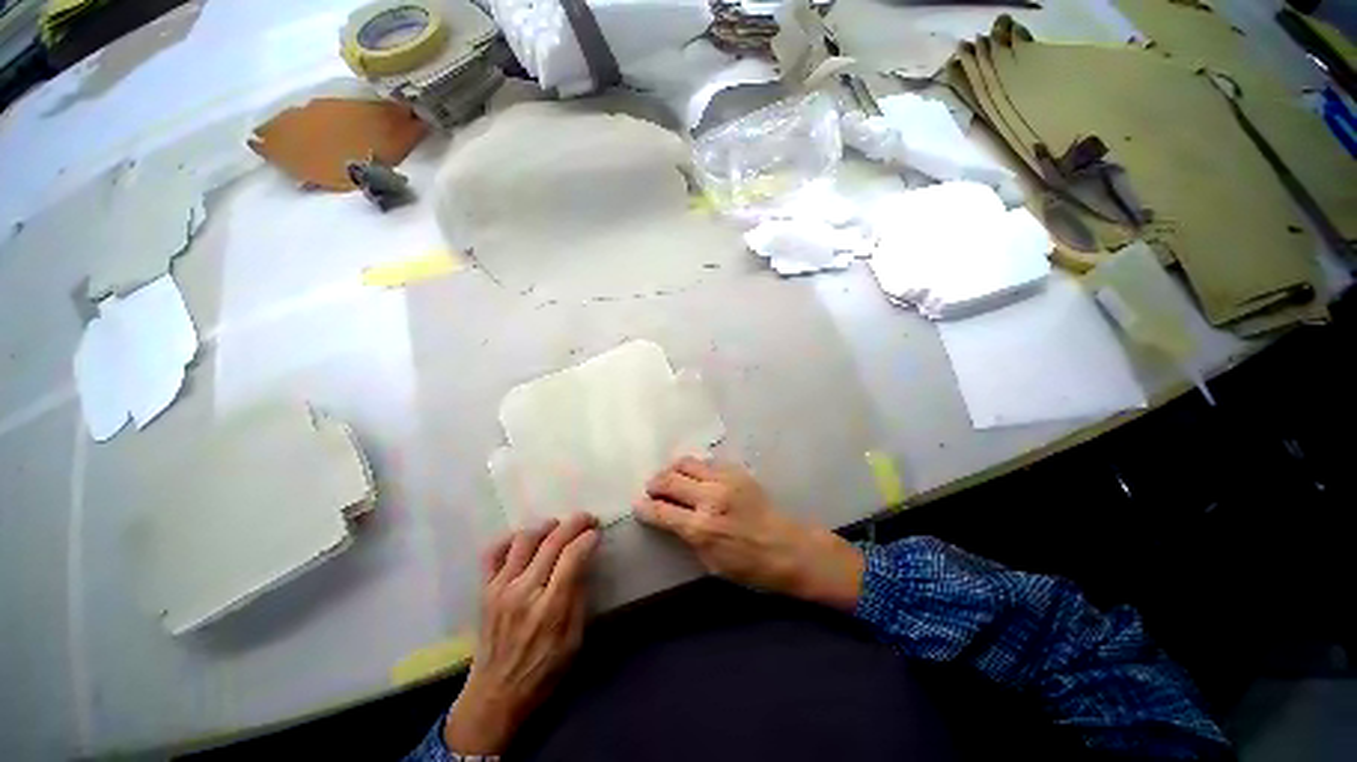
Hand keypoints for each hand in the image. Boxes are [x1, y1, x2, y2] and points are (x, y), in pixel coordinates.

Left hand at [444, 513, 599, 754]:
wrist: (495, 694)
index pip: (572, 557)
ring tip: (558, 526)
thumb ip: (579, 597)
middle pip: (552, 542)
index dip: (588, 538)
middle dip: (574, 523)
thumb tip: (584, 562)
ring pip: (525, 540)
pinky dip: (511, 538)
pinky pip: (494, 552)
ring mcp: (500, 588)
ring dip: (546, 526)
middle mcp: (524, 592)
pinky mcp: (484, 589)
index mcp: (550, 609)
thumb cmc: (543, 670)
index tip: (597, 532)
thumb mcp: (574, 640)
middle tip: (587, 518)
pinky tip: (525, 539)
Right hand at [633, 457, 863, 610]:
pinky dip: (694, 468)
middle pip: (668, 480)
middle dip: (654, 484)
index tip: (638, 504)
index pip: (660, 511)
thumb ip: (686, 537)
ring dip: (672, 470)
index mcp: (700, 528)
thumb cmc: (749, 566)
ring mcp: (724, 480)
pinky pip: (706, 462)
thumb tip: (668, 519)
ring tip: (670, 478)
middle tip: (652, 490)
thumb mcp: (711, 563)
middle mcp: (709, 498)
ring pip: (686, 463)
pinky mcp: (736, 471)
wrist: (788, 547)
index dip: (644, 507)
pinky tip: (695, 477)